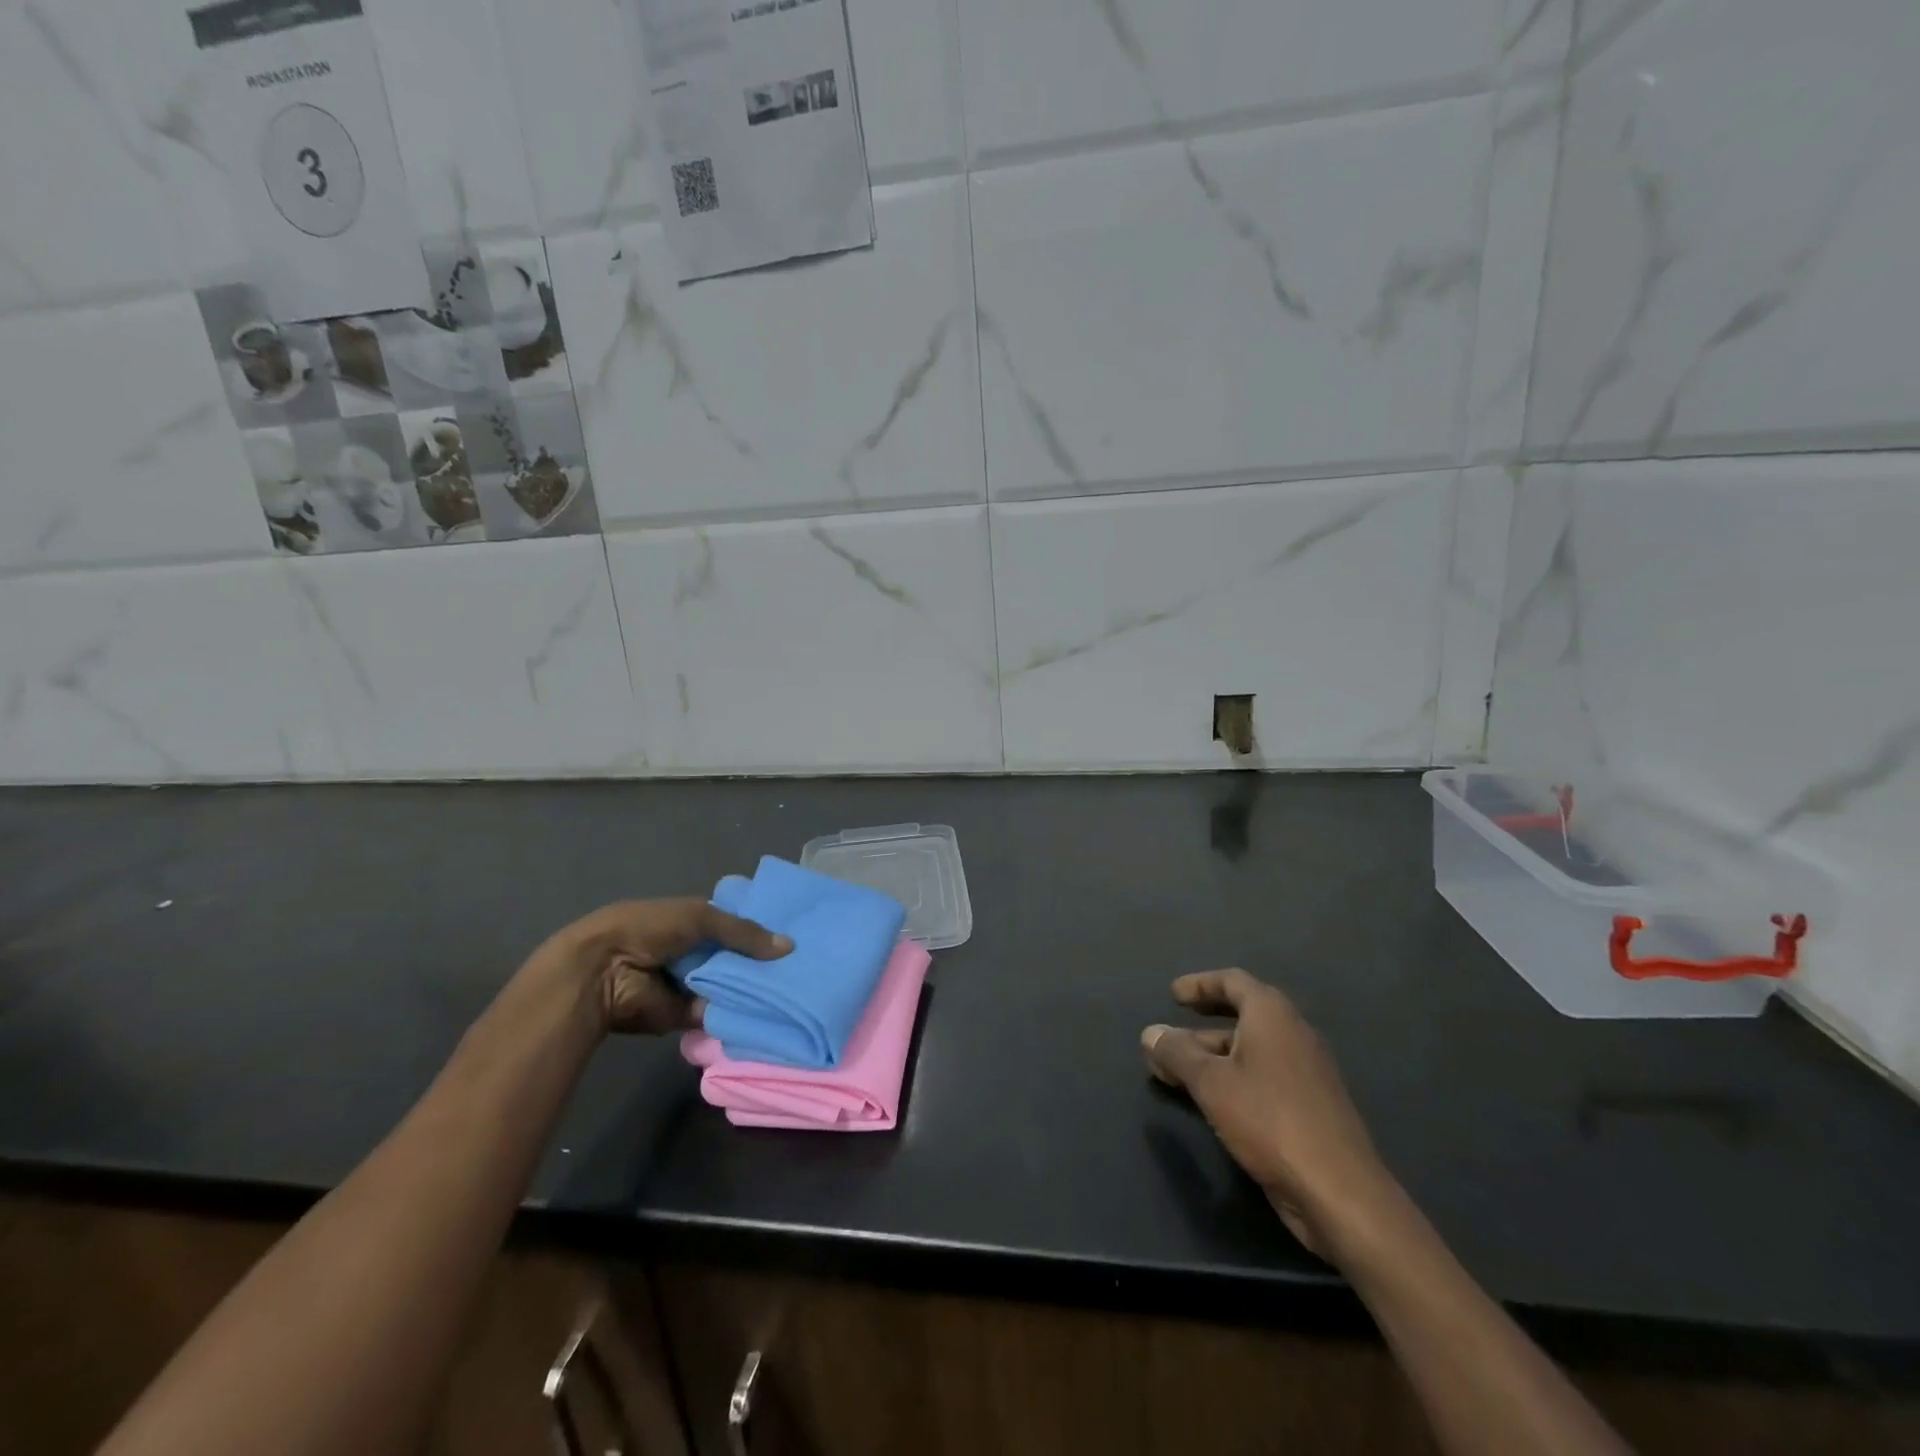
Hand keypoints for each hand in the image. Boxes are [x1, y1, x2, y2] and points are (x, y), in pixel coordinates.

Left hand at [535, 899, 790, 1035]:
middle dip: (761, 961)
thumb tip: (788, 946)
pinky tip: (772, 1011)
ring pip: (730, 985)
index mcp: (692, 920)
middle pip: (735, 956)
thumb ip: (744, 932)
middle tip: (802, 967)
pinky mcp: (685, 1015)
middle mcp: (693, 951)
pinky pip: (718, 1012)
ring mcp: (689, 984)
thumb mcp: (701, 917)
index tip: (795, 934)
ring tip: (796, 989)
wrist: (602, 972)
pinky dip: (737, 1012)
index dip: (760, 928)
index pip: (734, 923)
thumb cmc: (648, 930)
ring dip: (753, 988)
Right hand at [1142, 969, 1396, 1258]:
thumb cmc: (1269, 1120)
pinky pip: (1264, 1075)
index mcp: (1272, 1015)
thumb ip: (1177, 1054)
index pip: (1233, 981)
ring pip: (1251, 1049)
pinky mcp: (1311, 1105)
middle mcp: (1293, 1033)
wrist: (1340, 1192)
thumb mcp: (1210, 1083)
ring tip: (1175, 1073)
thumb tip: (1150, 1032)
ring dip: (1212, 1055)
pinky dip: (1233, 1077)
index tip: (1172, 995)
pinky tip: (1211, 1101)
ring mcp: (1306, 1070)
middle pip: (1242, 1015)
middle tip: (1169, 1036)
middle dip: (1201, 1025)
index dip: (1200, 984)